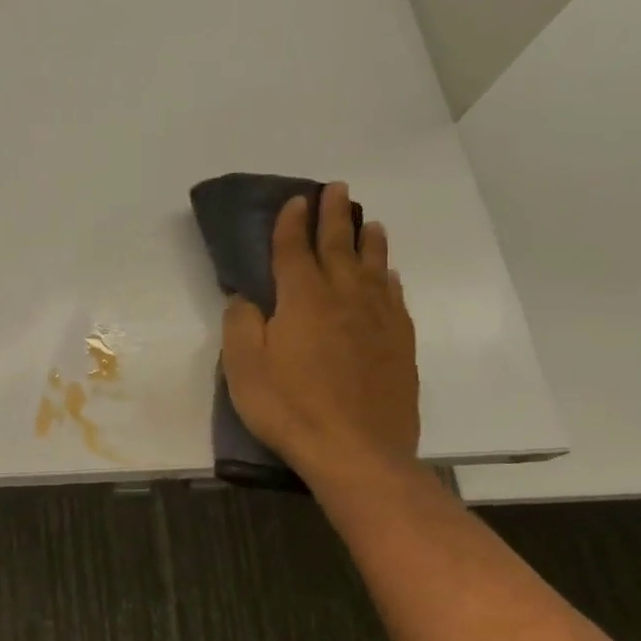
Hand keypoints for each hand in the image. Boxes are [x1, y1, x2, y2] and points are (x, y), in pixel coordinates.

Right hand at [220, 182, 418, 488]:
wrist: (356, 451)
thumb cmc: (289, 407)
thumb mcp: (244, 368)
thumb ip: (241, 325)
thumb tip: (246, 297)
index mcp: (302, 299)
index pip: (294, 250)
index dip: (291, 223)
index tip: (295, 200)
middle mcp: (344, 298)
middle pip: (338, 246)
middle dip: (333, 216)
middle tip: (336, 189)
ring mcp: (378, 319)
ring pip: (373, 267)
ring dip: (367, 240)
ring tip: (367, 222)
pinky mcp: (399, 344)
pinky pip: (394, 297)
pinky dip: (388, 277)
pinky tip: (387, 275)